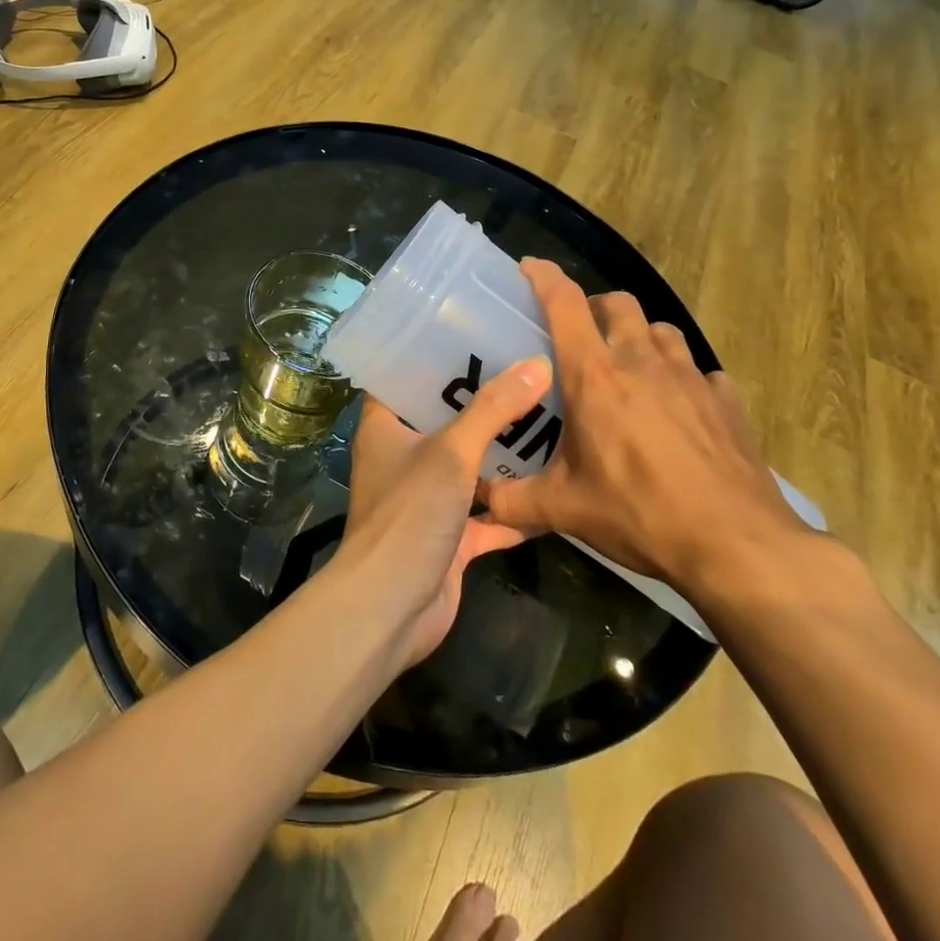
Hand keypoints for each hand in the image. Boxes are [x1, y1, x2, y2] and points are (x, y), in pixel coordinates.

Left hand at [337, 356, 550, 665]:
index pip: (402, 377)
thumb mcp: (452, 452)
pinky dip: (515, 508)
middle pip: (443, 420)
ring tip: (549, 420)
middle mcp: (401, 457)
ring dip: (502, 455)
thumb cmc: (409, 514)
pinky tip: (554, 491)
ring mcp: (425, 499)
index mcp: (385, 427)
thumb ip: (493, 409)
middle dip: (482, 403)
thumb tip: (537, 364)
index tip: (474, 334)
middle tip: (527, 373)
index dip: (432, 355)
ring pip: (468, 468)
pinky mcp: (449, 537)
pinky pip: (487, 515)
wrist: (391, 606)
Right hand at [484, 260, 808, 591]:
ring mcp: (690, 378)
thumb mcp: (563, 509)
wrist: (736, 545)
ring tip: (630, 369)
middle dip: (596, 308)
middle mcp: (641, 362)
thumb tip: (476, 500)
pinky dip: (684, 379)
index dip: (544, 277)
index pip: (565, 304)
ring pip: (661, 329)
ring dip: (640, 337)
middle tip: (581, 337)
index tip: (529, 268)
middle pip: (618, 303)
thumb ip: (511, 500)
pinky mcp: (726, 401)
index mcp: (594, 376)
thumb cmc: (638, 514)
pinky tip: (679, 409)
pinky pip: (701, 372)